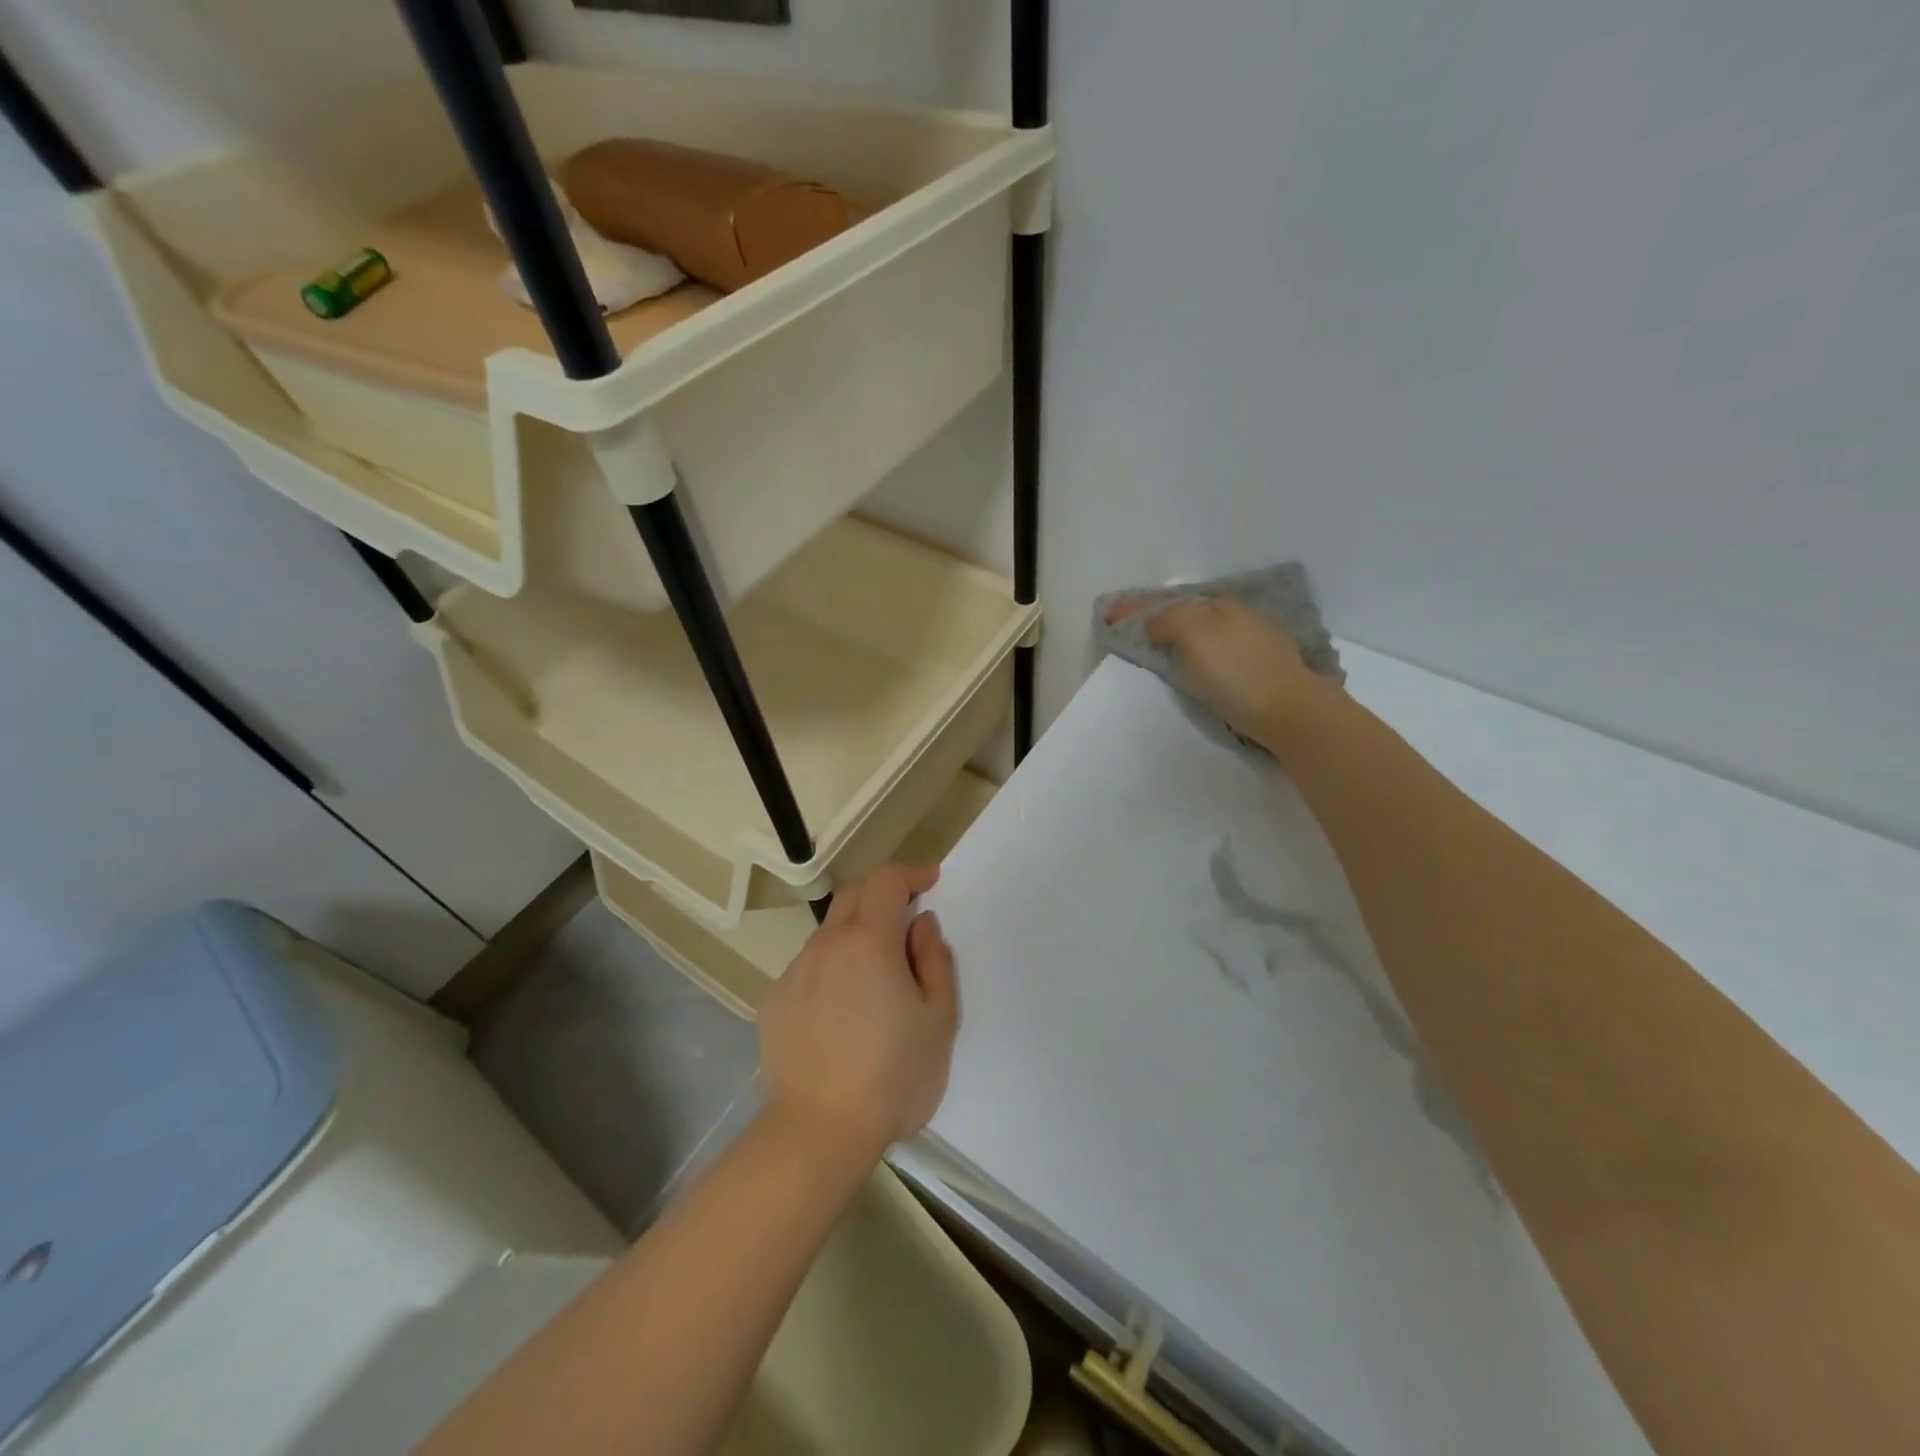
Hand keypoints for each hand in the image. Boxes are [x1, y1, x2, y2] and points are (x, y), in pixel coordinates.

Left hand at [758, 864, 958, 1157]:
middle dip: (882, 894)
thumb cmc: (893, 1075)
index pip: (886, 880)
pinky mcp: (774, 1002)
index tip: (929, 883)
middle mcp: (826, 944)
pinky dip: (831, 970)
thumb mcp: (939, 1018)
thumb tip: (921, 925)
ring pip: (829, 934)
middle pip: (853, 895)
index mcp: (869, 940)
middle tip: (906, 918)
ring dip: (856, 935)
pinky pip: (808, 969)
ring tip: (875, 978)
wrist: (819, 1131)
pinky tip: (841, 1013)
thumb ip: (935, 960)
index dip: (910, 874)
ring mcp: (794, 972)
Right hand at [1104, 595, 1341, 750]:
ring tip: (1165, 651)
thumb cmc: (1237, 673)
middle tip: (1138, 633)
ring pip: (1211, 635)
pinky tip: (1202, 667)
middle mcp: (1242, 619)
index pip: (1172, 602)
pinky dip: (1205, 656)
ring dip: (1186, 637)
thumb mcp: (1196, 635)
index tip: (1112, 617)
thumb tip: (1156, 623)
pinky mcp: (1268, 673)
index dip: (1140, 608)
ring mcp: (1259, 645)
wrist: (1292, 713)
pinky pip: (1225, 655)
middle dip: (1164, 619)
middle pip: (1193, 615)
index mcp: (1222, 608)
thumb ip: (1171, 620)